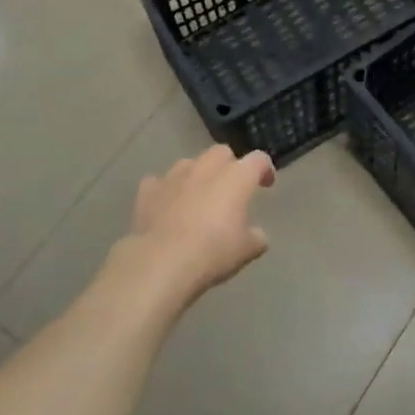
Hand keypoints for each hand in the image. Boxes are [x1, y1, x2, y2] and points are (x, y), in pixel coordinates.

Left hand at [115, 145, 275, 309]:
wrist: (162, 261)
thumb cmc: (213, 252)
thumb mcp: (247, 250)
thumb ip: (256, 236)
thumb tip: (256, 234)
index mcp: (236, 177)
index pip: (258, 160)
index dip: (264, 169)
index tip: (266, 184)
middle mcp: (205, 168)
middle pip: (221, 153)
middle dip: (229, 166)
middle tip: (231, 189)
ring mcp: (174, 176)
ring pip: (190, 163)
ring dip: (197, 175)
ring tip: (198, 196)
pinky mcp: (149, 190)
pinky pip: (160, 182)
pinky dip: (166, 190)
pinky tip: (167, 205)